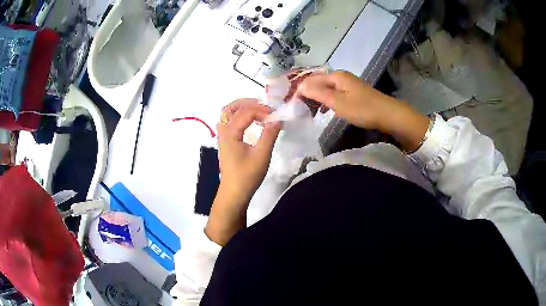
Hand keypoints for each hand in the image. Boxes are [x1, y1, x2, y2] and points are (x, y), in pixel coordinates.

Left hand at [217, 99, 281, 199]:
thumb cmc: (247, 176)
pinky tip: (250, 122)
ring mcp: (222, 137)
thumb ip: (269, 135)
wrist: (234, 193)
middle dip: (248, 104)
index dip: (262, 111)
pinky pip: (228, 122)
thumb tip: (278, 119)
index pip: (245, 112)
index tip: (276, 116)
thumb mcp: (262, 155)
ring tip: (258, 111)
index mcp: (230, 133)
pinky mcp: (225, 142)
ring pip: (227, 114)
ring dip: (241, 108)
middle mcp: (223, 132)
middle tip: (265, 107)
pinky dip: (238, 116)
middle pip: (231, 108)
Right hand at [297, 71, 396, 129]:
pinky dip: (326, 101)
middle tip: (298, 109)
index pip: (311, 80)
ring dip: (316, 98)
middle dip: (307, 94)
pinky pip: (334, 93)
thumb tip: (299, 86)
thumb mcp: (338, 102)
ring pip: (326, 88)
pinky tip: (323, 109)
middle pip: (318, 82)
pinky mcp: (352, 92)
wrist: (388, 114)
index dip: (300, 91)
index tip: (292, 105)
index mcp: (336, 76)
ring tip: (308, 111)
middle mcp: (340, 76)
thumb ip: (318, 93)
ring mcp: (347, 84)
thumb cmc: (362, 109)